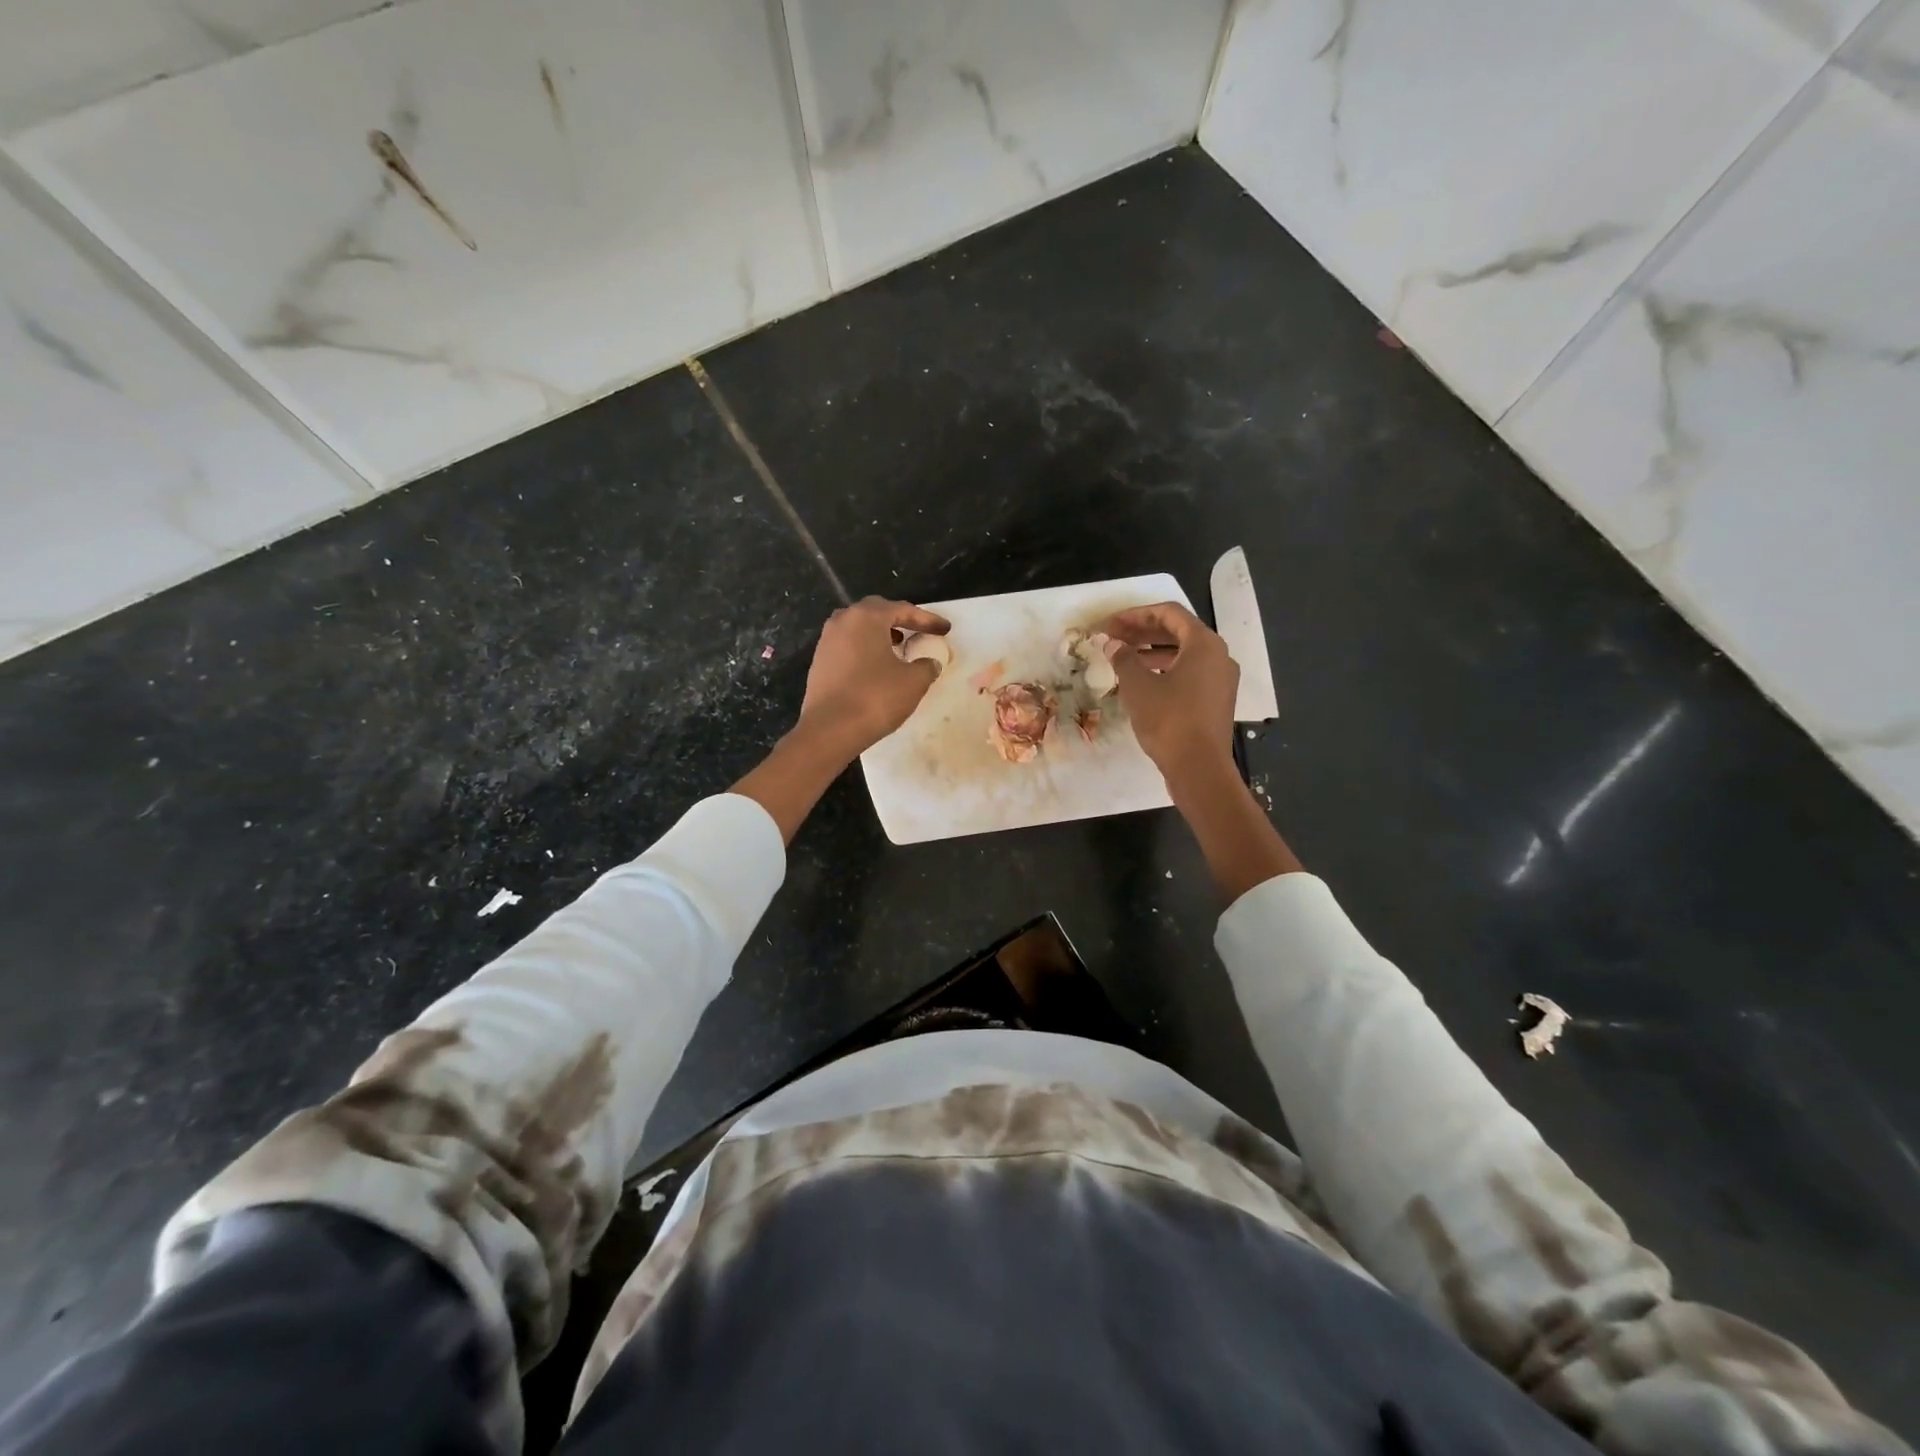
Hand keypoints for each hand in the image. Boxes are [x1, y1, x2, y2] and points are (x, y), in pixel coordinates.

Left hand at [794, 597, 950, 758]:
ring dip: (880, 633)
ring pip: (859, 628)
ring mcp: (827, 641)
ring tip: (898, 647)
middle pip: (877, 612)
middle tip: (918, 631)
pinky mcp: (820, 661)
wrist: (830, 729)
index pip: (903, 609)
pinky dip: (866, 649)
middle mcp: (843, 621)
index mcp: (867, 617)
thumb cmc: (875, 698)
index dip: (927, 620)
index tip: (945, 629)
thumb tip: (929, 663)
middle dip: (900, 619)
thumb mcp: (913, 682)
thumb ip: (926, 666)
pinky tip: (876, 666)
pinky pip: (848, 645)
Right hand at [1101, 601, 1299, 899]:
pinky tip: (1142, 681)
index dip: (1136, 614)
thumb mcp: (1138, 687)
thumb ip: (1123, 658)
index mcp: (1204, 643)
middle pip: (1178, 631)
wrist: (1199, 768)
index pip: (1169, 613)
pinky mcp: (1216, 700)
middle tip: (1113, 638)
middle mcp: (1218, 655)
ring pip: (1183, 654)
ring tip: (1122, 658)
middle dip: (1142, 632)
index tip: (1110, 624)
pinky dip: (1165, 669)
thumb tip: (1111, 644)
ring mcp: (1221, 679)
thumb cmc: (1169, 720)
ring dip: (1152, 651)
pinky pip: (1189, 673)